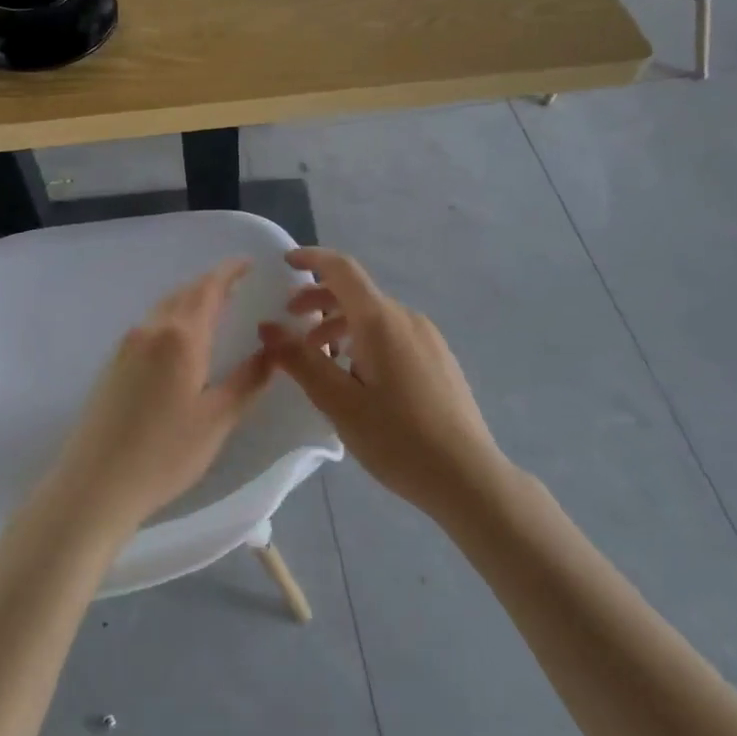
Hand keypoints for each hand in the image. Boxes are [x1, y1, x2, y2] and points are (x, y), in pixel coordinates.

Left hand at [51, 258, 273, 535]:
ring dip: (190, 300)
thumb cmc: (164, 454)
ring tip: (214, 309)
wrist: (94, 485)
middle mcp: (150, 331)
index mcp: (180, 338)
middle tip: (237, 286)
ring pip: (164, 308)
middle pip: (184, 293)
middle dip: (211, 284)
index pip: (208, 289)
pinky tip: (181, 341)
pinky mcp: (113, 364)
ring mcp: (126, 346)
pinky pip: (150, 325)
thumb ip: (248, 380)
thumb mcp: (217, 420)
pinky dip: (172, 318)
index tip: (248, 263)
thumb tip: (273, 350)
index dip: (229, 272)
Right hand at [258, 248, 506, 518]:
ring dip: (341, 326)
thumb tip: (268, 327)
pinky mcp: (439, 359)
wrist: (468, 476)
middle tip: (290, 323)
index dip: (312, 259)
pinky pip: (394, 335)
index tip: (286, 261)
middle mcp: (407, 318)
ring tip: (320, 360)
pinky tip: (358, 378)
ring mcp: (428, 338)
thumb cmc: (397, 438)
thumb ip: (301, 361)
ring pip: (375, 317)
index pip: (342, 270)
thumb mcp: (339, 402)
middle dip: (319, 301)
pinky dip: (365, 340)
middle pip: (357, 294)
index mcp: (381, 321)